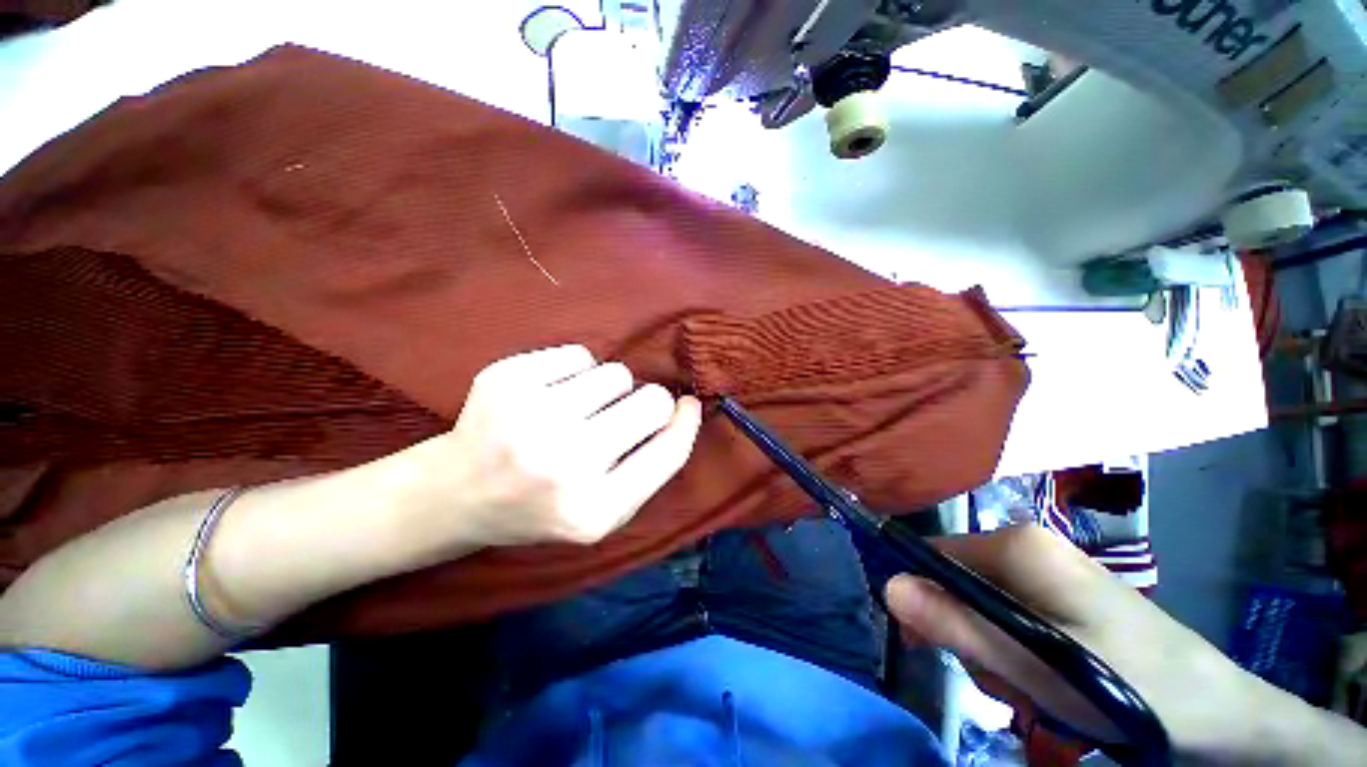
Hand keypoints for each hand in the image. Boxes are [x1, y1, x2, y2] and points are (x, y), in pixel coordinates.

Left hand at [393, 345, 701, 557]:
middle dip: (646, 404)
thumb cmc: (542, 504)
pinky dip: (574, 372)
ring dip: (607, 389)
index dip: (686, 422)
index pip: (668, 450)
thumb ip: (651, 466)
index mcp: (593, 510)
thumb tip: (685, 407)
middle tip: (618, 416)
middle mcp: (564, 464)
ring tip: (577, 410)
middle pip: (651, 401)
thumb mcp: (604, 511)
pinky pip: (578, 355)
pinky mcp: (505, 381)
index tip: (688, 405)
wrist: (456, 494)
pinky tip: (548, 395)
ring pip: (616, 373)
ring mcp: (530, 418)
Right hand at [883, 526, 1304, 764]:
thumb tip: (888, 586)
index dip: (922, 598)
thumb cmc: (1134, 688)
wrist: (1222, 715)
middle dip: (968, 636)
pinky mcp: (1062, 598)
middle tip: (1002, 681)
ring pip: (983, 607)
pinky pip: (1012, 620)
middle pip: (958, 584)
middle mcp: (1027, 547)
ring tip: (1033, 690)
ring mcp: (1047, 572)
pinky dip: (1017, 656)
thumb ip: (959, 626)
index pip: (932, 555)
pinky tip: (1047, 684)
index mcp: (1018, 545)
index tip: (927, 645)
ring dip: (993, 653)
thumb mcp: (1038, 669)